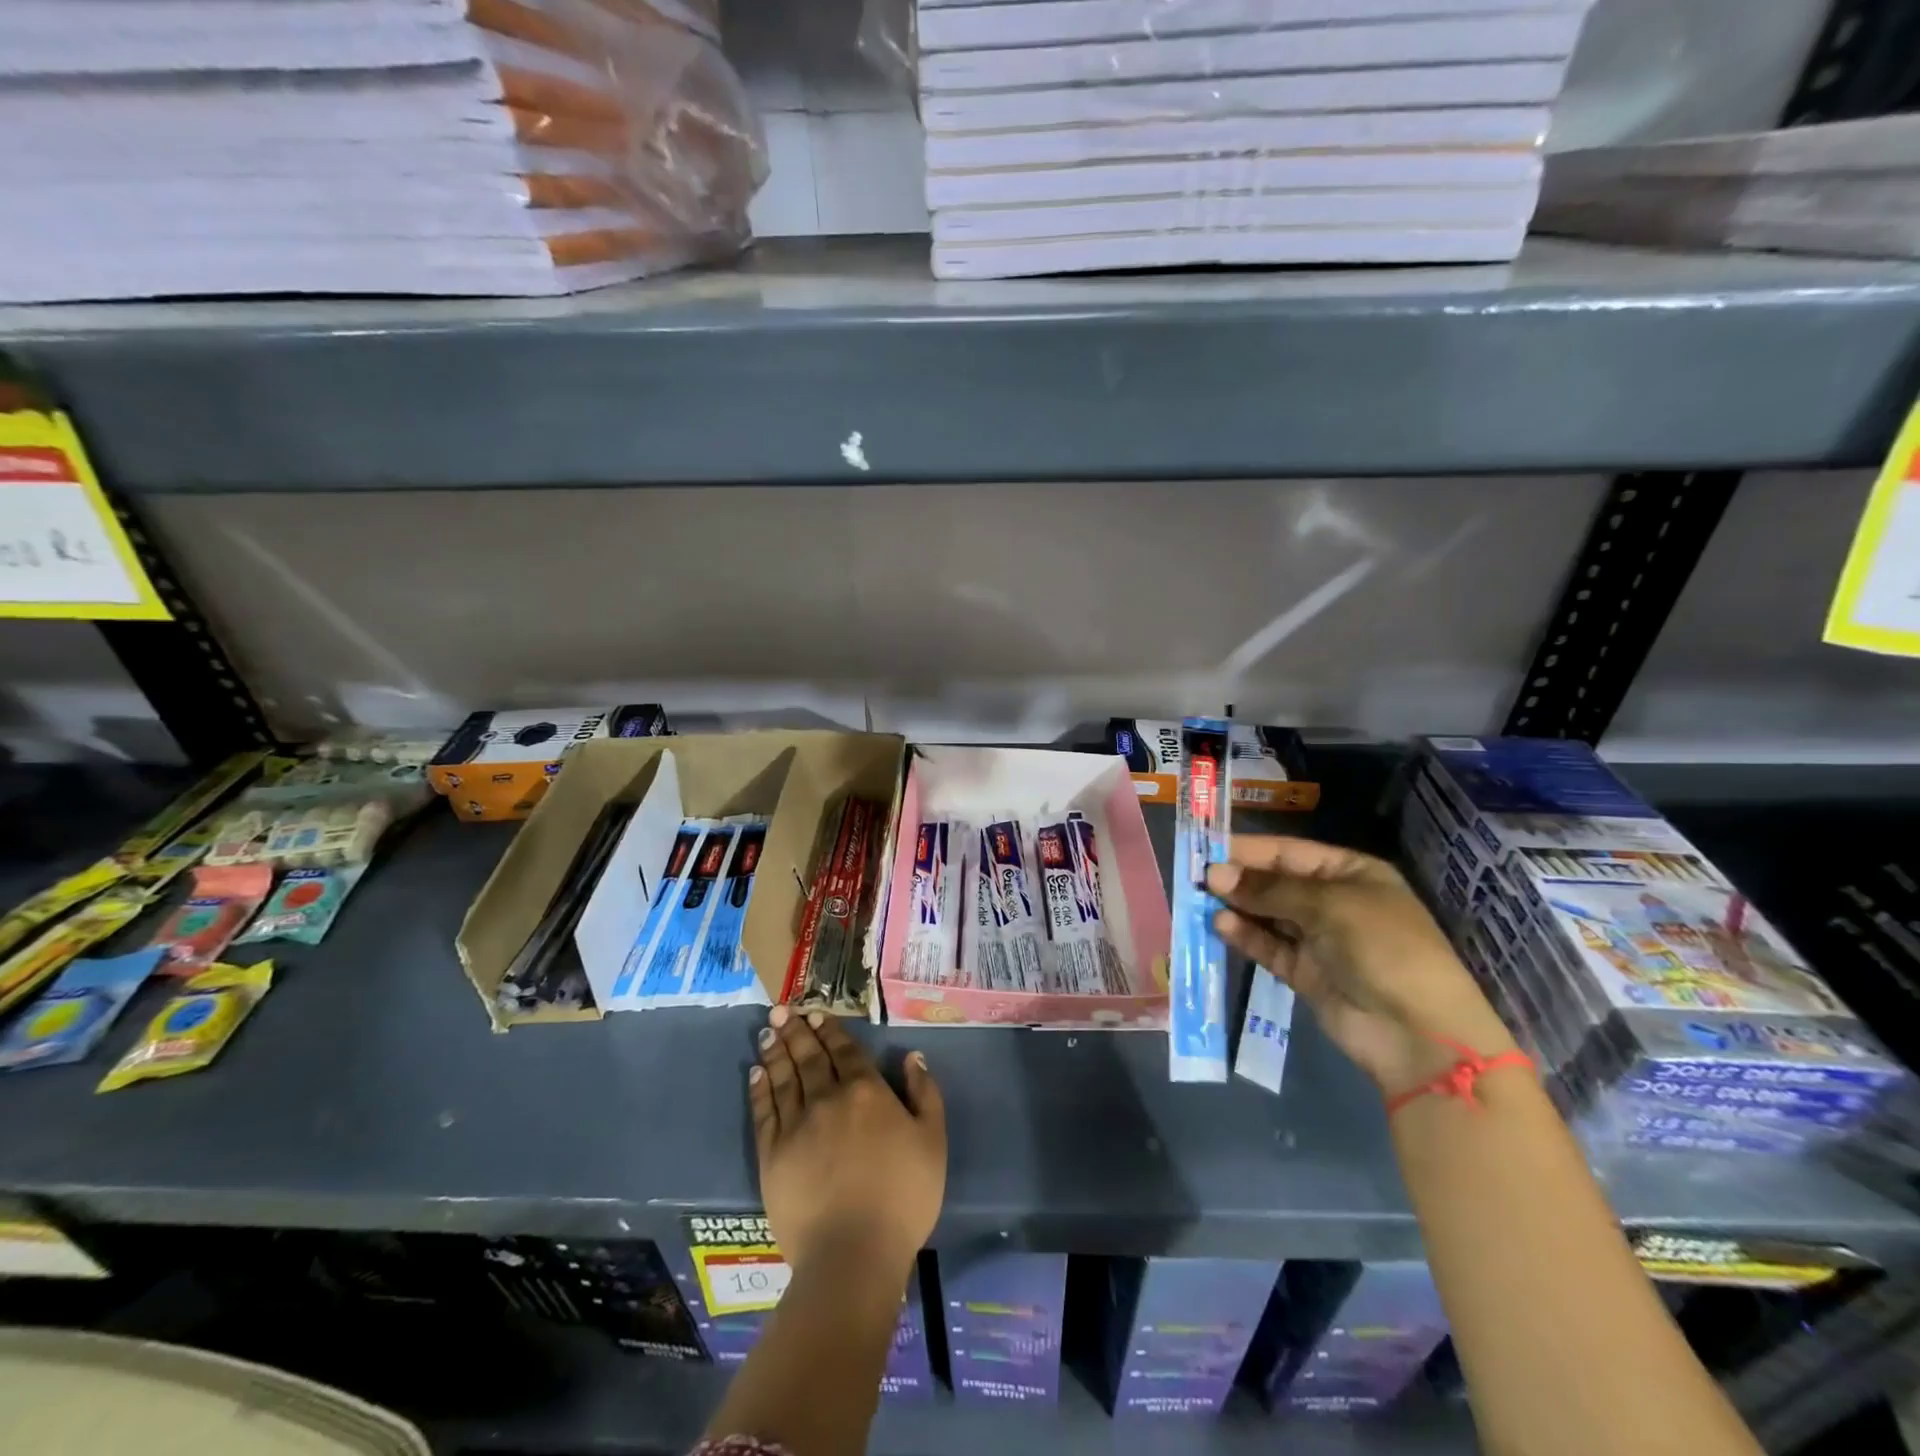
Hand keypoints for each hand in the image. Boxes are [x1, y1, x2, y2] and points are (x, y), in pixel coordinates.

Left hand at [751, 1005, 946, 1280]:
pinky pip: (764, 1112)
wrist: (853, 1253)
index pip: (845, 1051)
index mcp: (866, 1092)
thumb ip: (925, 1094)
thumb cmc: (902, 1197)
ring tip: (768, 1031)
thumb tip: (912, 1056)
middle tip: (782, 1010)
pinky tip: (756, 1073)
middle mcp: (828, 1098)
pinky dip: (759, 1088)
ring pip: (784, 1077)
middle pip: (810, 1057)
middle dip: (797, 1031)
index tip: (816, 1013)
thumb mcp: (933, 1142)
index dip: (830, 1030)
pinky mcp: (772, 1155)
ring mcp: (796, 1125)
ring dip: (776, 1051)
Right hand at [1207, 835, 1518, 1099]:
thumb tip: (1214, 874)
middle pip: (1274, 882)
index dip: (1248, 850)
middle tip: (1193, 877)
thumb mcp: (1328, 906)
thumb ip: (1269, 889)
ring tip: (1198, 902)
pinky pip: (1269, 947)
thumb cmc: (1383, 949)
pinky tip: (1220, 926)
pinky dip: (1245, 936)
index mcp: (1350, 873)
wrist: (1419, 1035)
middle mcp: (1333, 901)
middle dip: (1237, 879)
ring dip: (1236, 908)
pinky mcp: (1305, 973)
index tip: (1205, 850)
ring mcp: (1319, 939)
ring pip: (1267, 915)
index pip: (1288, 852)